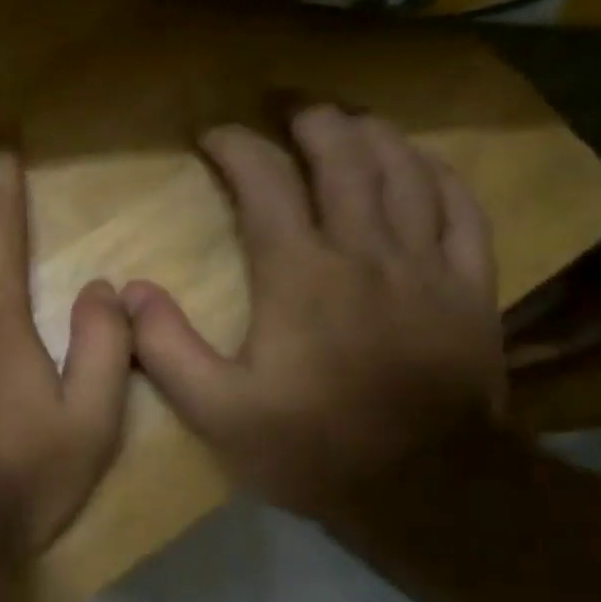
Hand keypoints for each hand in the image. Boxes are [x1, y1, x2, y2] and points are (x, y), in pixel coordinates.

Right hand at [124, 107, 506, 529]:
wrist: (426, 489)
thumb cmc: (311, 448)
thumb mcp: (216, 412)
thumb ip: (167, 348)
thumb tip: (129, 292)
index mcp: (300, 274)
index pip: (265, 182)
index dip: (236, 147)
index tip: (212, 137)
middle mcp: (365, 251)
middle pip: (343, 156)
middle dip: (309, 122)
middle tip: (284, 112)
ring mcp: (426, 264)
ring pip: (404, 170)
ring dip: (371, 134)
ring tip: (346, 122)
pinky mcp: (471, 287)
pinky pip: (463, 208)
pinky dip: (439, 173)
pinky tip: (421, 164)